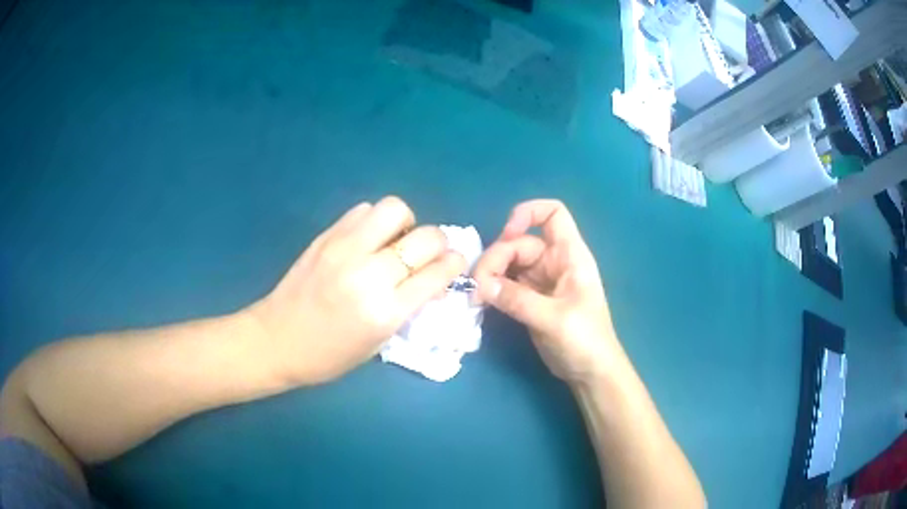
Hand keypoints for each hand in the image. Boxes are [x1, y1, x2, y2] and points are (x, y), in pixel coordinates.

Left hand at [248, 197, 466, 384]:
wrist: (275, 340)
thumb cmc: (329, 355)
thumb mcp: (378, 343)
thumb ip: (408, 307)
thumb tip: (432, 277)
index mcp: (385, 312)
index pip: (436, 273)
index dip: (454, 263)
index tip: (455, 262)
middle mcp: (369, 275)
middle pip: (424, 237)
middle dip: (438, 242)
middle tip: (429, 252)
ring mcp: (345, 250)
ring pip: (394, 209)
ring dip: (405, 223)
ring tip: (395, 241)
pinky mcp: (326, 236)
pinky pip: (363, 211)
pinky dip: (375, 221)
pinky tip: (368, 239)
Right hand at [473, 200, 621, 385]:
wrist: (590, 372)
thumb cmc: (585, 341)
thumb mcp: (554, 319)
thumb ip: (518, 300)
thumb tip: (481, 285)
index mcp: (570, 255)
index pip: (553, 214)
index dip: (529, 213)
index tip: (507, 235)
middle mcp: (554, 262)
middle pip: (519, 243)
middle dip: (497, 258)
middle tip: (478, 286)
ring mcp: (541, 281)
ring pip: (509, 264)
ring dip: (490, 275)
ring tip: (476, 296)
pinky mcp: (530, 299)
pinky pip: (506, 284)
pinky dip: (492, 289)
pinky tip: (481, 301)